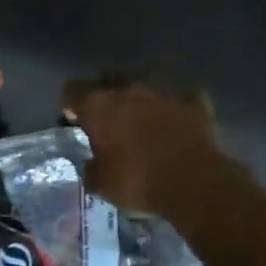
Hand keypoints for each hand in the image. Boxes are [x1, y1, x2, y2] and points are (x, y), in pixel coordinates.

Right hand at [61, 78, 225, 215]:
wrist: (193, 181)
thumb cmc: (138, 181)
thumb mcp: (101, 184)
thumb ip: (91, 168)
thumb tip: (92, 164)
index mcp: (99, 104)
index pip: (73, 90)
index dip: (71, 104)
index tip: (74, 119)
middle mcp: (129, 88)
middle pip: (109, 81)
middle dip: (106, 96)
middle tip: (108, 120)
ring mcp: (164, 91)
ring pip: (145, 85)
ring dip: (140, 99)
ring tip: (142, 119)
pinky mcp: (194, 102)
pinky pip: (180, 98)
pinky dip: (176, 108)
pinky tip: (177, 120)